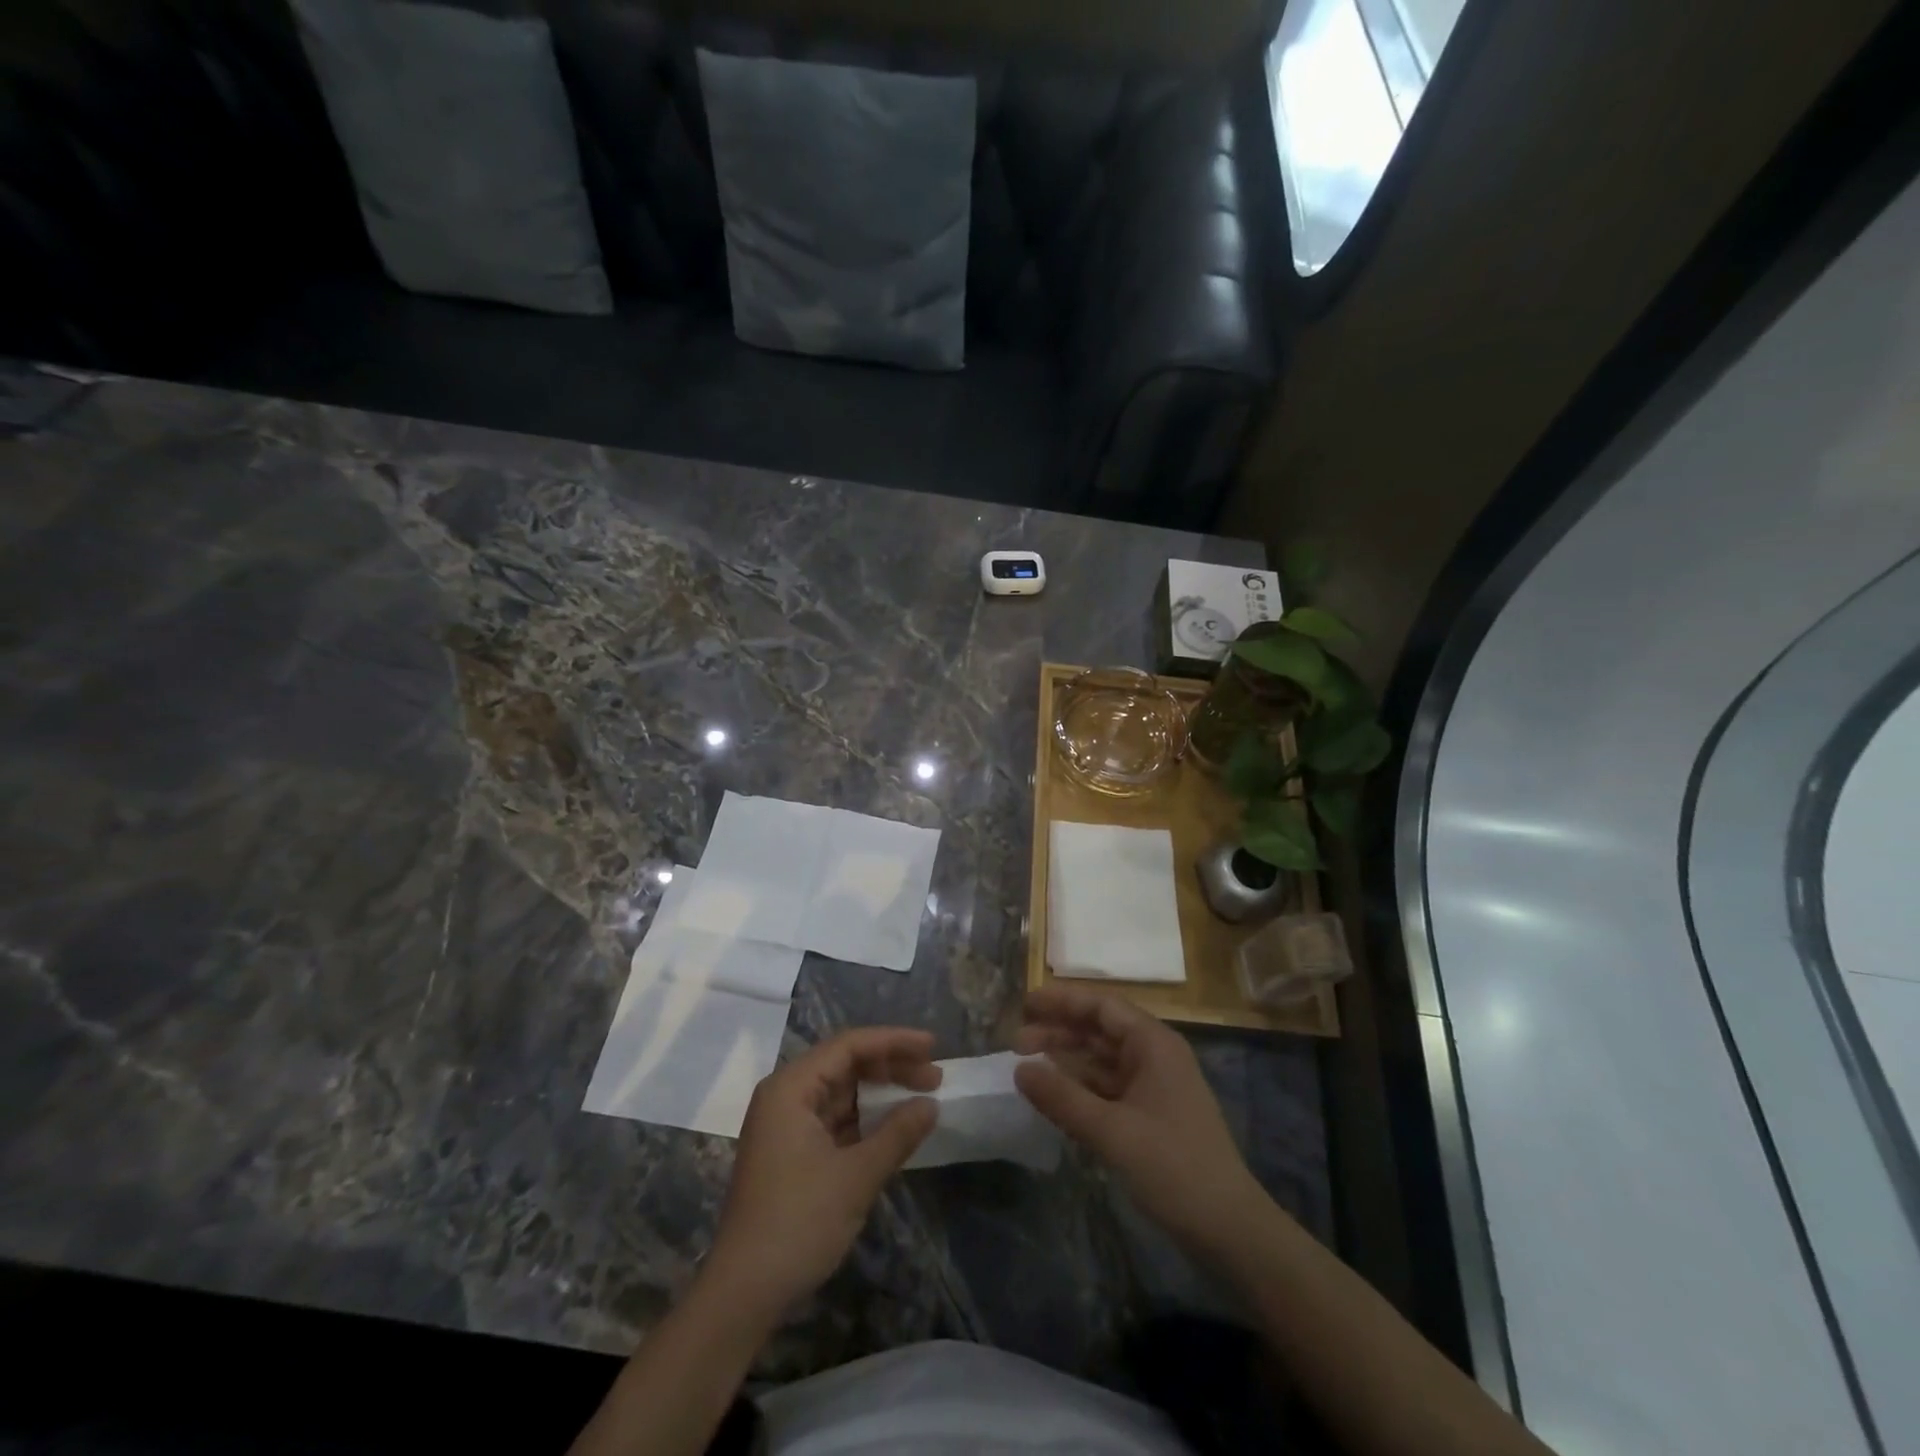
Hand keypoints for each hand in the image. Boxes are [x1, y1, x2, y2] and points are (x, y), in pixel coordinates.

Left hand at [705, 1028, 939, 1313]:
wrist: (742, 1294)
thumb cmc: (798, 1223)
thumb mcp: (856, 1176)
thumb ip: (897, 1134)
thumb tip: (931, 1105)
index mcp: (791, 1088)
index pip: (849, 1045)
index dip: (894, 1041)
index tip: (933, 1046)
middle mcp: (785, 1096)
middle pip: (845, 1064)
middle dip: (891, 1066)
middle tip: (935, 1076)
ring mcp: (787, 1126)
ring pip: (841, 1092)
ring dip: (881, 1093)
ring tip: (922, 1097)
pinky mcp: (792, 1153)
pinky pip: (835, 1120)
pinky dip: (866, 1119)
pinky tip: (895, 1126)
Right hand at [1014, 985, 1263, 1253]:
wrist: (1229, 1230)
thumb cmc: (1173, 1168)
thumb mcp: (1111, 1131)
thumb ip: (1062, 1098)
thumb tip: (1019, 1069)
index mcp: (1153, 1044)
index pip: (1102, 1006)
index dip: (1062, 1001)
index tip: (1025, 1005)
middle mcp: (1154, 1056)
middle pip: (1100, 1030)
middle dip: (1058, 1032)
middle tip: (1015, 1043)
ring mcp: (1154, 1087)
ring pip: (1102, 1061)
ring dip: (1066, 1061)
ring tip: (1026, 1068)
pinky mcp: (1151, 1116)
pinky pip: (1108, 1089)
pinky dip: (1080, 1088)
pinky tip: (1054, 1097)